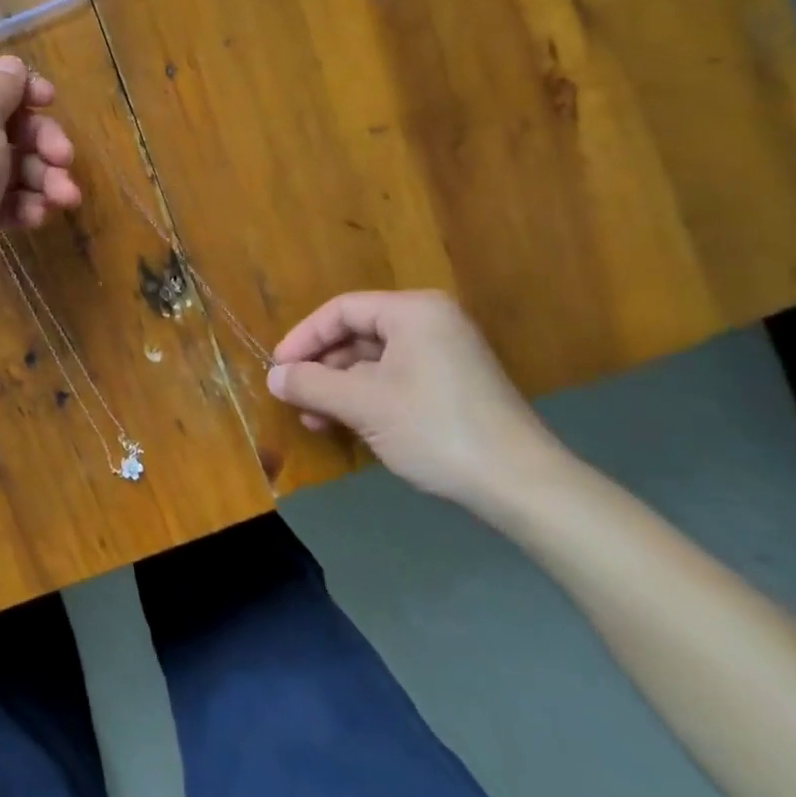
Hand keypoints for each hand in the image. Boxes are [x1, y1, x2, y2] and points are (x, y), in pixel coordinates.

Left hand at [0, 55, 80, 323]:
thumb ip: (1, 87)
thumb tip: (12, 67)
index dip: (20, 85)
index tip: (50, 100)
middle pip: (7, 122)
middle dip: (42, 139)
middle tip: (64, 157)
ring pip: (14, 164)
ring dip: (44, 177)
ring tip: (64, 197)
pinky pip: (9, 200)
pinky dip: (27, 205)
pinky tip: (36, 217)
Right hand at [265, 290, 566, 513]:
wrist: (522, 486)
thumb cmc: (436, 429)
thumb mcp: (364, 405)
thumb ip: (312, 385)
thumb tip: (273, 378)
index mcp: (413, 311)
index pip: (342, 310)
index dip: (303, 337)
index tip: (278, 368)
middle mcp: (431, 322)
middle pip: (358, 335)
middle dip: (321, 368)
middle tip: (293, 396)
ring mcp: (446, 354)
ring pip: (375, 362)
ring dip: (340, 388)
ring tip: (314, 419)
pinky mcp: (454, 385)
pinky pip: (396, 379)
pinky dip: (367, 398)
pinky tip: (347, 425)